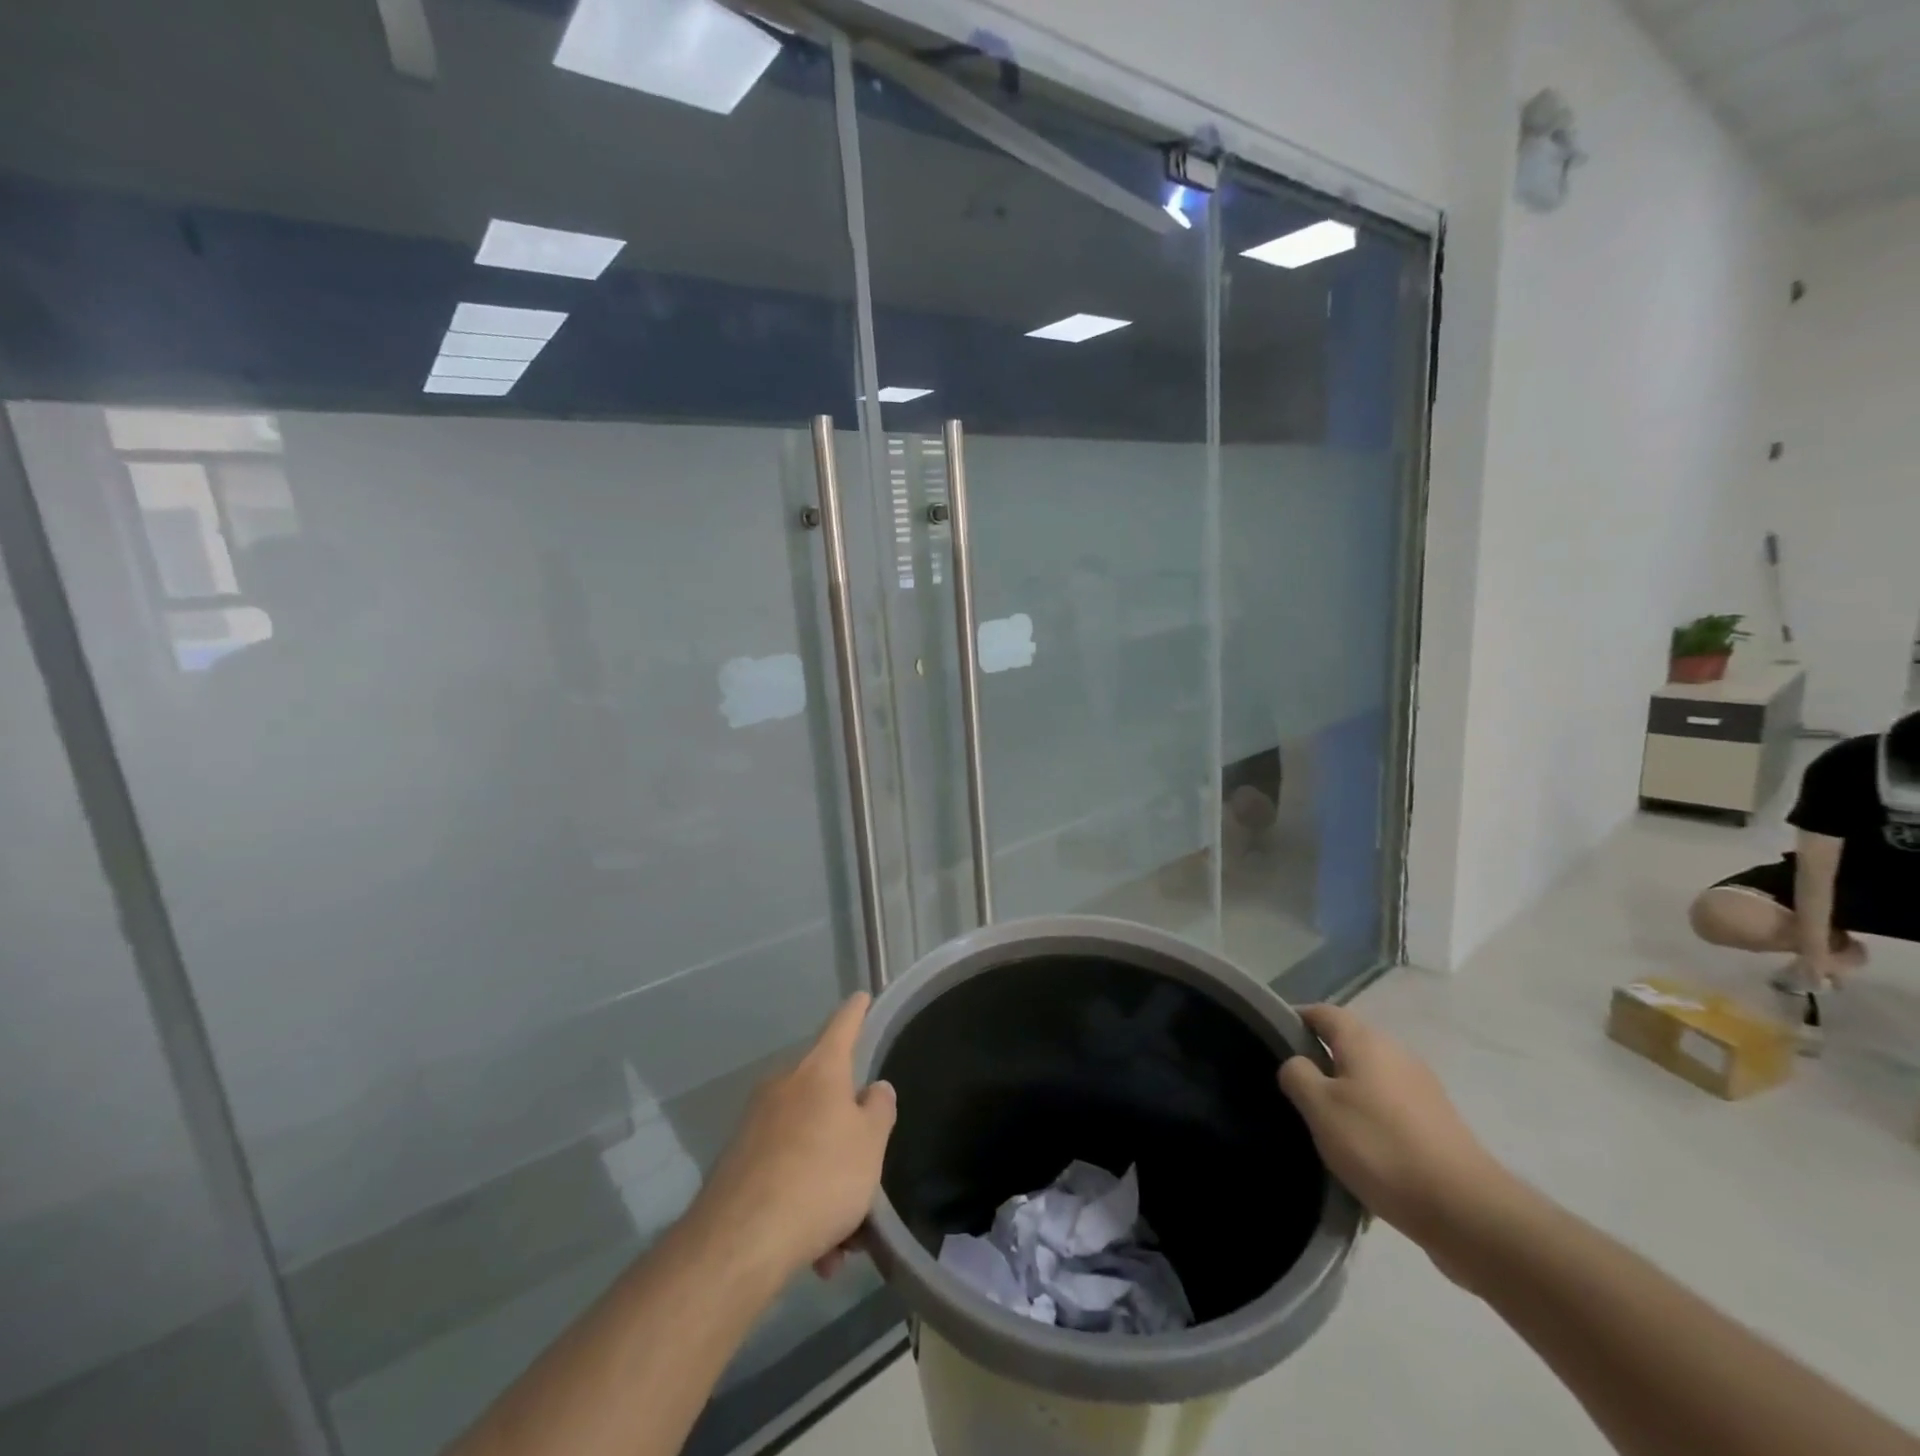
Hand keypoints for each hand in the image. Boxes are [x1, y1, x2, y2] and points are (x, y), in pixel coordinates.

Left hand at [691, 994, 896, 1283]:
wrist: (740, 1242)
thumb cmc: (821, 1178)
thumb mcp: (870, 1144)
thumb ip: (879, 1110)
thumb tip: (873, 1089)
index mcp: (819, 1071)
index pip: (842, 1026)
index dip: (856, 1012)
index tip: (862, 996)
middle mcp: (784, 1087)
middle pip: (827, 1099)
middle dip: (849, 1138)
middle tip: (868, 1176)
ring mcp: (756, 1124)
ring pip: (808, 1146)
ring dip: (830, 1185)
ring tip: (846, 1241)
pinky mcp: (738, 1164)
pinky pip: (785, 1174)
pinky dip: (805, 1204)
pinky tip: (818, 1254)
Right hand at [1279, 1004, 1508, 1251]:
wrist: (1466, 1210)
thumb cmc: (1380, 1147)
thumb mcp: (1320, 1109)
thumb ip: (1297, 1075)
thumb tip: (1297, 1063)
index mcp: (1365, 1040)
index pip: (1322, 1013)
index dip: (1295, 1021)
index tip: (1272, 1044)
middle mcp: (1396, 1053)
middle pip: (1348, 1044)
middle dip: (1320, 1062)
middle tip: (1294, 1091)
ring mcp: (1422, 1088)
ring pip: (1370, 1079)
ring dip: (1347, 1095)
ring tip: (1327, 1128)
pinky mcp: (1438, 1122)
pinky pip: (1392, 1109)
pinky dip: (1373, 1121)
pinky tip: (1364, 1154)